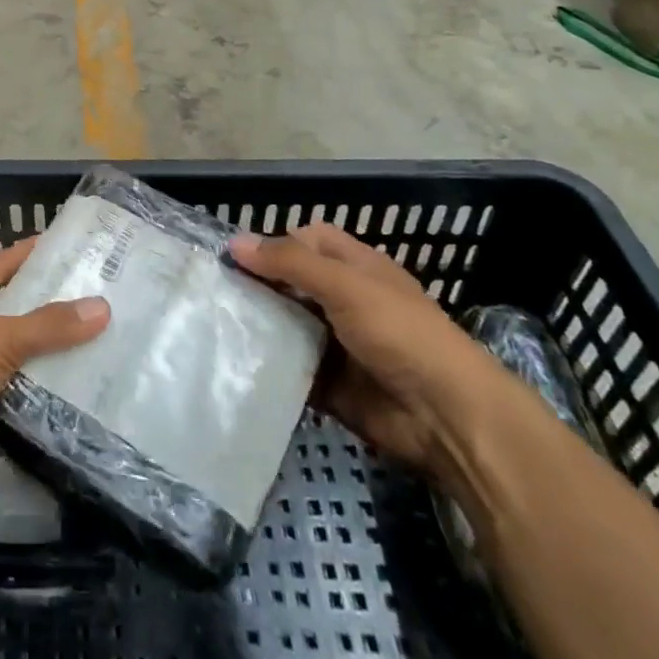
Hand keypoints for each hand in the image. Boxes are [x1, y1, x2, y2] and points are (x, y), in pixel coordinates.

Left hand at [0, 237, 109, 504]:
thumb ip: (48, 327)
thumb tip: (102, 307)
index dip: (28, 256)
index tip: (65, 248)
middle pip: (1, 320)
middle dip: (40, 319)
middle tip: (88, 310)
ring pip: (1, 369)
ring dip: (34, 372)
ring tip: (86, 361)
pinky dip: (22, 415)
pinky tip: (59, 412)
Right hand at [228, 224, 517, 489]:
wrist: (446, 417)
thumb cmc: (400, 333)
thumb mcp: (345, 285)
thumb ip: (290, 262)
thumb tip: (235, 242)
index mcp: (354, 268)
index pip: (305, 241)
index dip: (272, 243)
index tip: (230, 257)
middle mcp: (342, 300)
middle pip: (289, 284)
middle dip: (256, 286)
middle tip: (211, 292)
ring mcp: (335, 343)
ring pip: (285, 326)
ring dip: (257, 327)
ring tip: (212, 326)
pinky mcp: (328, 384)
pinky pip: (289, 369)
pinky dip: (267, 367)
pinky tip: (233, 364)